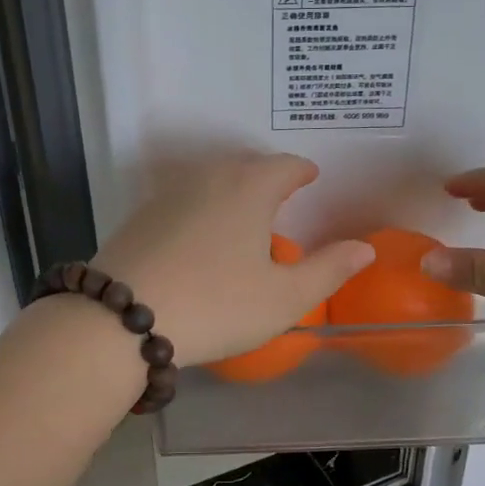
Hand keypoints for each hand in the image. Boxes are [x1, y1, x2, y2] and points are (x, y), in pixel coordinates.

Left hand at [91, 153, 373, 365]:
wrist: (120, 320)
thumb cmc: (217, 305)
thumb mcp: (284, 298)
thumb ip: (329, 270)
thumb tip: (364, 248)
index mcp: (249, 188)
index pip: (285, 166)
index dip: (301, 171)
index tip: (310, 176)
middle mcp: (208, 178)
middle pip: (245, 166)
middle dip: (267, 177)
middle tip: (280, 197)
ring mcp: (168, 194)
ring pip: (210, 180)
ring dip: (231, 190)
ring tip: (242, 216)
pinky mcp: (139, 216)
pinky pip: (182, 200)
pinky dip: (200, 208)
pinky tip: (198, 237)